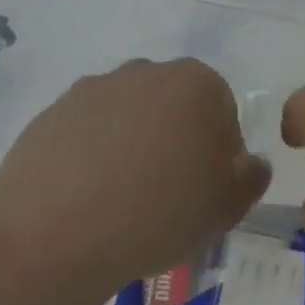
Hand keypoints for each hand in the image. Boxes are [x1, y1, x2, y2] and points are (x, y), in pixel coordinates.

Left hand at [0, 58, 270, 294]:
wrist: (53, 233)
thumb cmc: (159, 213)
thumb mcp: (227, 208)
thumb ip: (251, 178)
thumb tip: (250, 164)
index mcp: (198, 82)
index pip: (222, 111)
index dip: (217, 154)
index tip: (201, 192)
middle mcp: (148, 70)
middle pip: (173, 106)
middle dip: (174, 141)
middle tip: (164, 196)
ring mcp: (96, 88)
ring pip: (129, 116)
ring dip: (131, 145)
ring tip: (119, 202)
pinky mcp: (53, 111)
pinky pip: (86, 132)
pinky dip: (90, 156)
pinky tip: (84, 199)